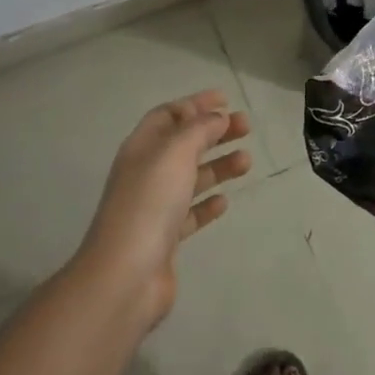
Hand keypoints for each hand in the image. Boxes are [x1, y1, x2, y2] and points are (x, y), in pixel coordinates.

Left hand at [76, 90, 251, 331]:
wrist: (126, 274)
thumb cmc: (150, 202)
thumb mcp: (175, 153)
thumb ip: (199, 130)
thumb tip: (217, 117)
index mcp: (142, 147)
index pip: (169, 115)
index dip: (195, 104)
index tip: (226, 100)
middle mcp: (146, 172)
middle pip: (183, 143)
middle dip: (214, 132)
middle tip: (246, 127)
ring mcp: (154, 206)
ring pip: (191, 177)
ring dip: (218, 165)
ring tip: (247, 162)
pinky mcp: (165, 238)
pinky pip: (190, 213)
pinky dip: (207, 203)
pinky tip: (224, 202)